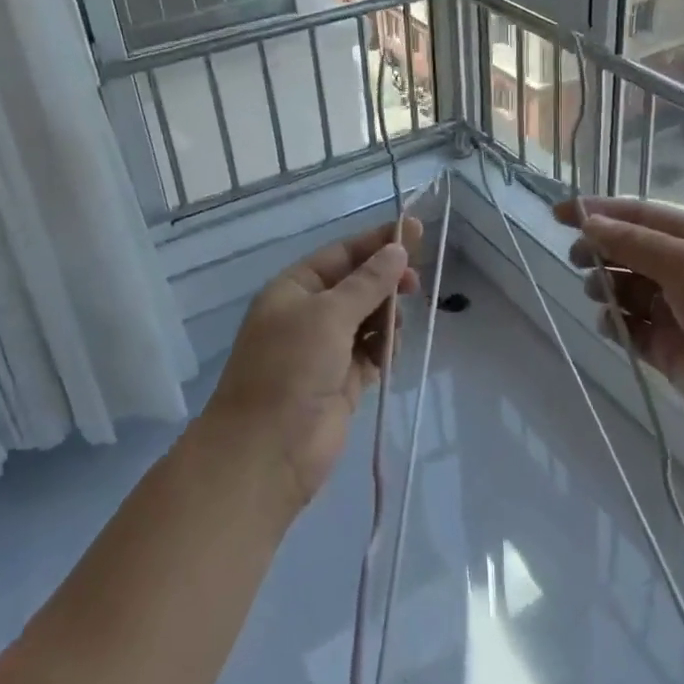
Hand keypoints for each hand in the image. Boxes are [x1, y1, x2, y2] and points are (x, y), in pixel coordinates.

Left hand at [206, 218, 424, 511]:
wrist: (267, 452)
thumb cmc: (290, 369)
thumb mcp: (328, 315)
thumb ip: (368, 282)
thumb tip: (398, 250)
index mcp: (294, 289)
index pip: (341, 254)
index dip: (377, 242)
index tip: (415, 232)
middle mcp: (309, 315)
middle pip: (357, 285)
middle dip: (386, 282)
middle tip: (414, 285)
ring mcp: (325, 350)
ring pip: (368, 319)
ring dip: (387, 318)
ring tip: (395, 329)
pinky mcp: (342, 381)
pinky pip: (372, 352)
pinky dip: (385, 349)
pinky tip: (390, 354)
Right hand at [555, 198, 683, 446]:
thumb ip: (635, 243)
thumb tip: (588, 221)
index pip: (639, 217)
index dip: (598, 211)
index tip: (559, 214)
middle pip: (627, 251)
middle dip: (598, 249)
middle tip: (577, 258)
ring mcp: (674, 311)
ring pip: (623, 288)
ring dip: (604, 284)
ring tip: (598, 292)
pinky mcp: (665, 349)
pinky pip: (627, 328)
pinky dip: (613, 323)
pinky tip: (611, 326)